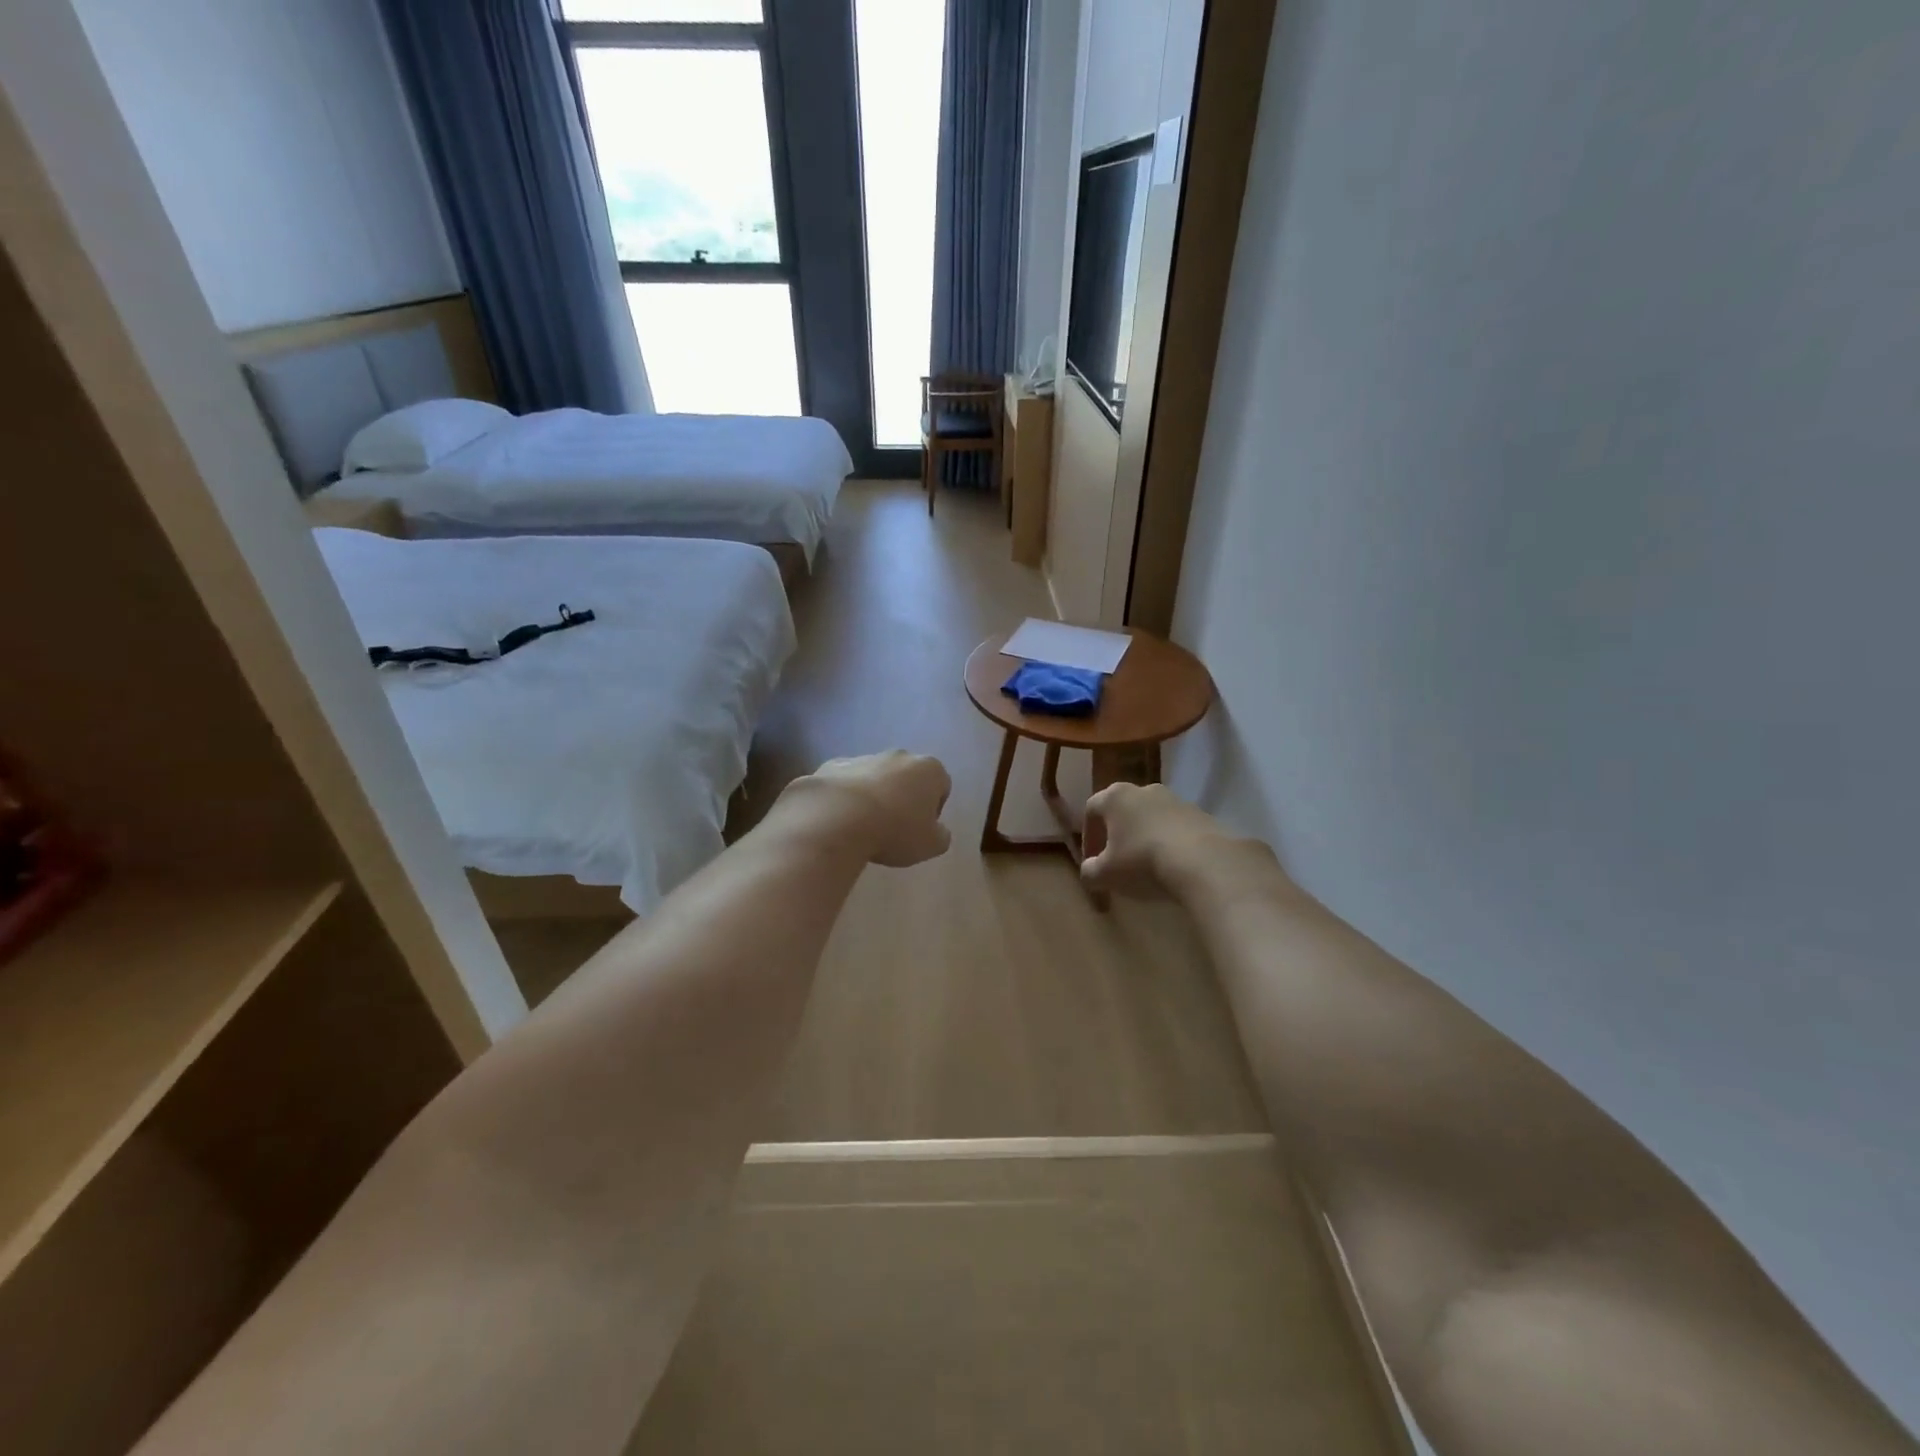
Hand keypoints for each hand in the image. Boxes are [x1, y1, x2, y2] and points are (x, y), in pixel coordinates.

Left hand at [789, 751, 952, 867]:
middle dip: (903, 798)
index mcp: (929, 769)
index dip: (933, 811)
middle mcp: (900, 756)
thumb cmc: (894, 830)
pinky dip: (847, 797)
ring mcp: (865, 757)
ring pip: (876, 778)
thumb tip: (938, 831)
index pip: (941, 787)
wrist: (837, 818)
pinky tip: (841, 820)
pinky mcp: (834, 765)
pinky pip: (847, 782)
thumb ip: (941, 836)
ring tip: (864, 827)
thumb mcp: (931, 845)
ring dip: (875, 796)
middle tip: (894, 828)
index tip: (920, 830)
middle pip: (908, 777)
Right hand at [1081, 783, 1245, 898]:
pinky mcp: (1202, 815)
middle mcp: (1145, 790)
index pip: (1092, 810)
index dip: (1088, 836)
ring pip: (1152, 817)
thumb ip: (1090, 871)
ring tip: (1147, 866)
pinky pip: (1177, 828)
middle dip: (1117, 835)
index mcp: (1115, 797)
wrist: (1203, 862)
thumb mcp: (1105, 874)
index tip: (1092, 860)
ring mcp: (1177, 800)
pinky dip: (1170, 843)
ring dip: (1145, 838)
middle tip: (1117, 861)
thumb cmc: (1142, 862)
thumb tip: (1090, 871)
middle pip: (1123, 810)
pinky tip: (1173, 866)